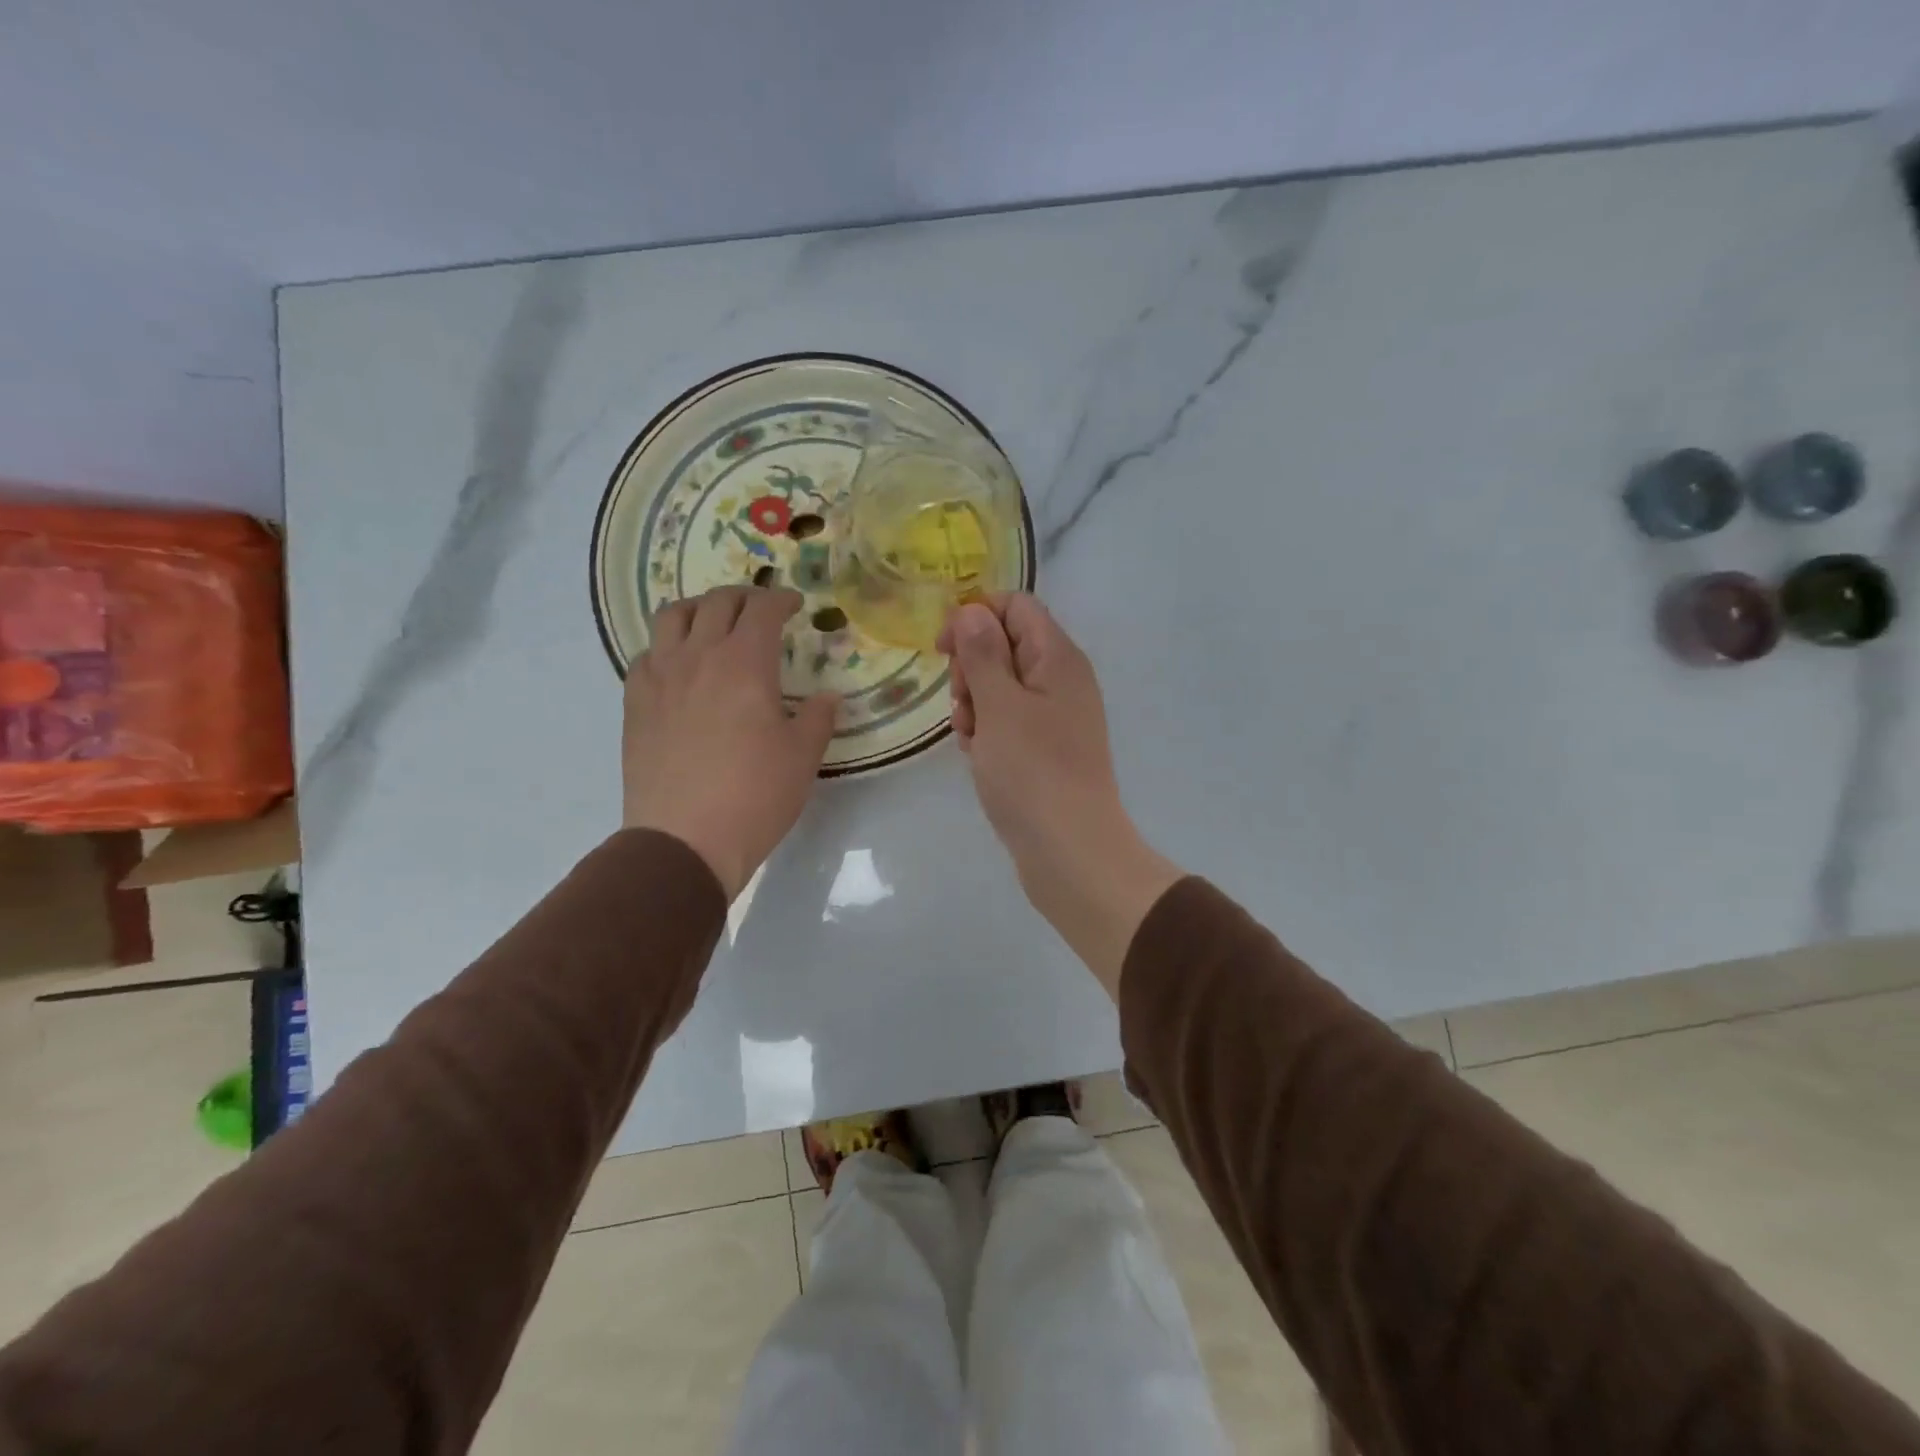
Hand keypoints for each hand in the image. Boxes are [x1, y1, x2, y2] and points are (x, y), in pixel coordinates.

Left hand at [622, 587, 837, 897]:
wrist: (685, 839)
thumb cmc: (755, 795)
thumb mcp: (803, 756)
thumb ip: (819, 718)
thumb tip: (827, 698)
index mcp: (745, 663)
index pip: (763, 609)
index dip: (782, 599)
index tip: (796, 604)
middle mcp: (698, 657)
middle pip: (717, 603)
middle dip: (744, 596)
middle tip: (760, 609)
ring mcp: (660, 678)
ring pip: (672, 617)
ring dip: (698, 609)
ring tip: (713, 622)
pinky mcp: (635, 703)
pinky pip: (646, 655)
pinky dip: (666, 647)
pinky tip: (678, 667)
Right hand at [938, 595, 1181, 996]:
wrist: (1069, 850)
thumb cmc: (1032, 772)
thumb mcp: (999, 705)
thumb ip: (983, 653)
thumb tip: (973, 610)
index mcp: (1058, 657)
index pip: (1016, 606)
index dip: (975, 617)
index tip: (944, 650)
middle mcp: (1062, 679)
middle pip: (1005, 644)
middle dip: (971, 668)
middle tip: (962, 705)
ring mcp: (1055, 716)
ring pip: (1001, 686)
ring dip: (974, 703)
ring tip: (970, 739)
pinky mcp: (1045, 748)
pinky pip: (1008, 721)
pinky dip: (987, 731)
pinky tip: (977, 756)